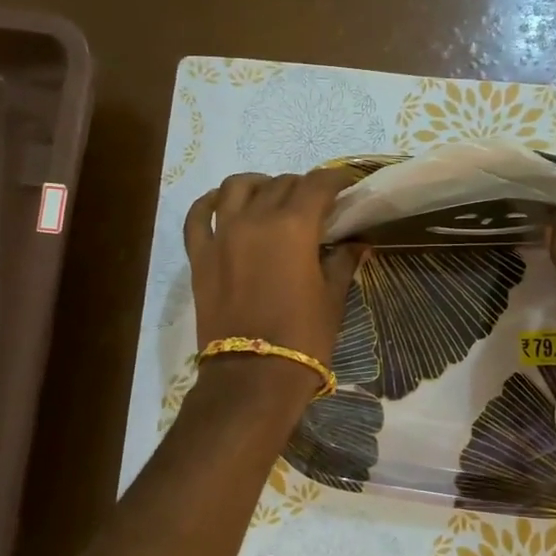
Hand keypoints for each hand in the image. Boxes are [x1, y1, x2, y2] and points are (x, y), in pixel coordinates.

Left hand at [184, 168, 363, 403]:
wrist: (253, 376)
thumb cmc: (303, 338)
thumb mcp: (332, 299)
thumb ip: (342, 262)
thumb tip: (358, 243)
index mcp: (293, 227)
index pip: (316, 185)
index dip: (335, 179)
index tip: (346, 184)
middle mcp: (254, 219)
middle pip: (280, 184)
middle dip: (302, 187)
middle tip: (315, 203)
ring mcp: (221, 235)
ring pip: (236, 187)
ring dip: (258, 184)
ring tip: (269, 196)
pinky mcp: (199, 256)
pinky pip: (198, 215)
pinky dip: (210, 202)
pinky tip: (221, 203)